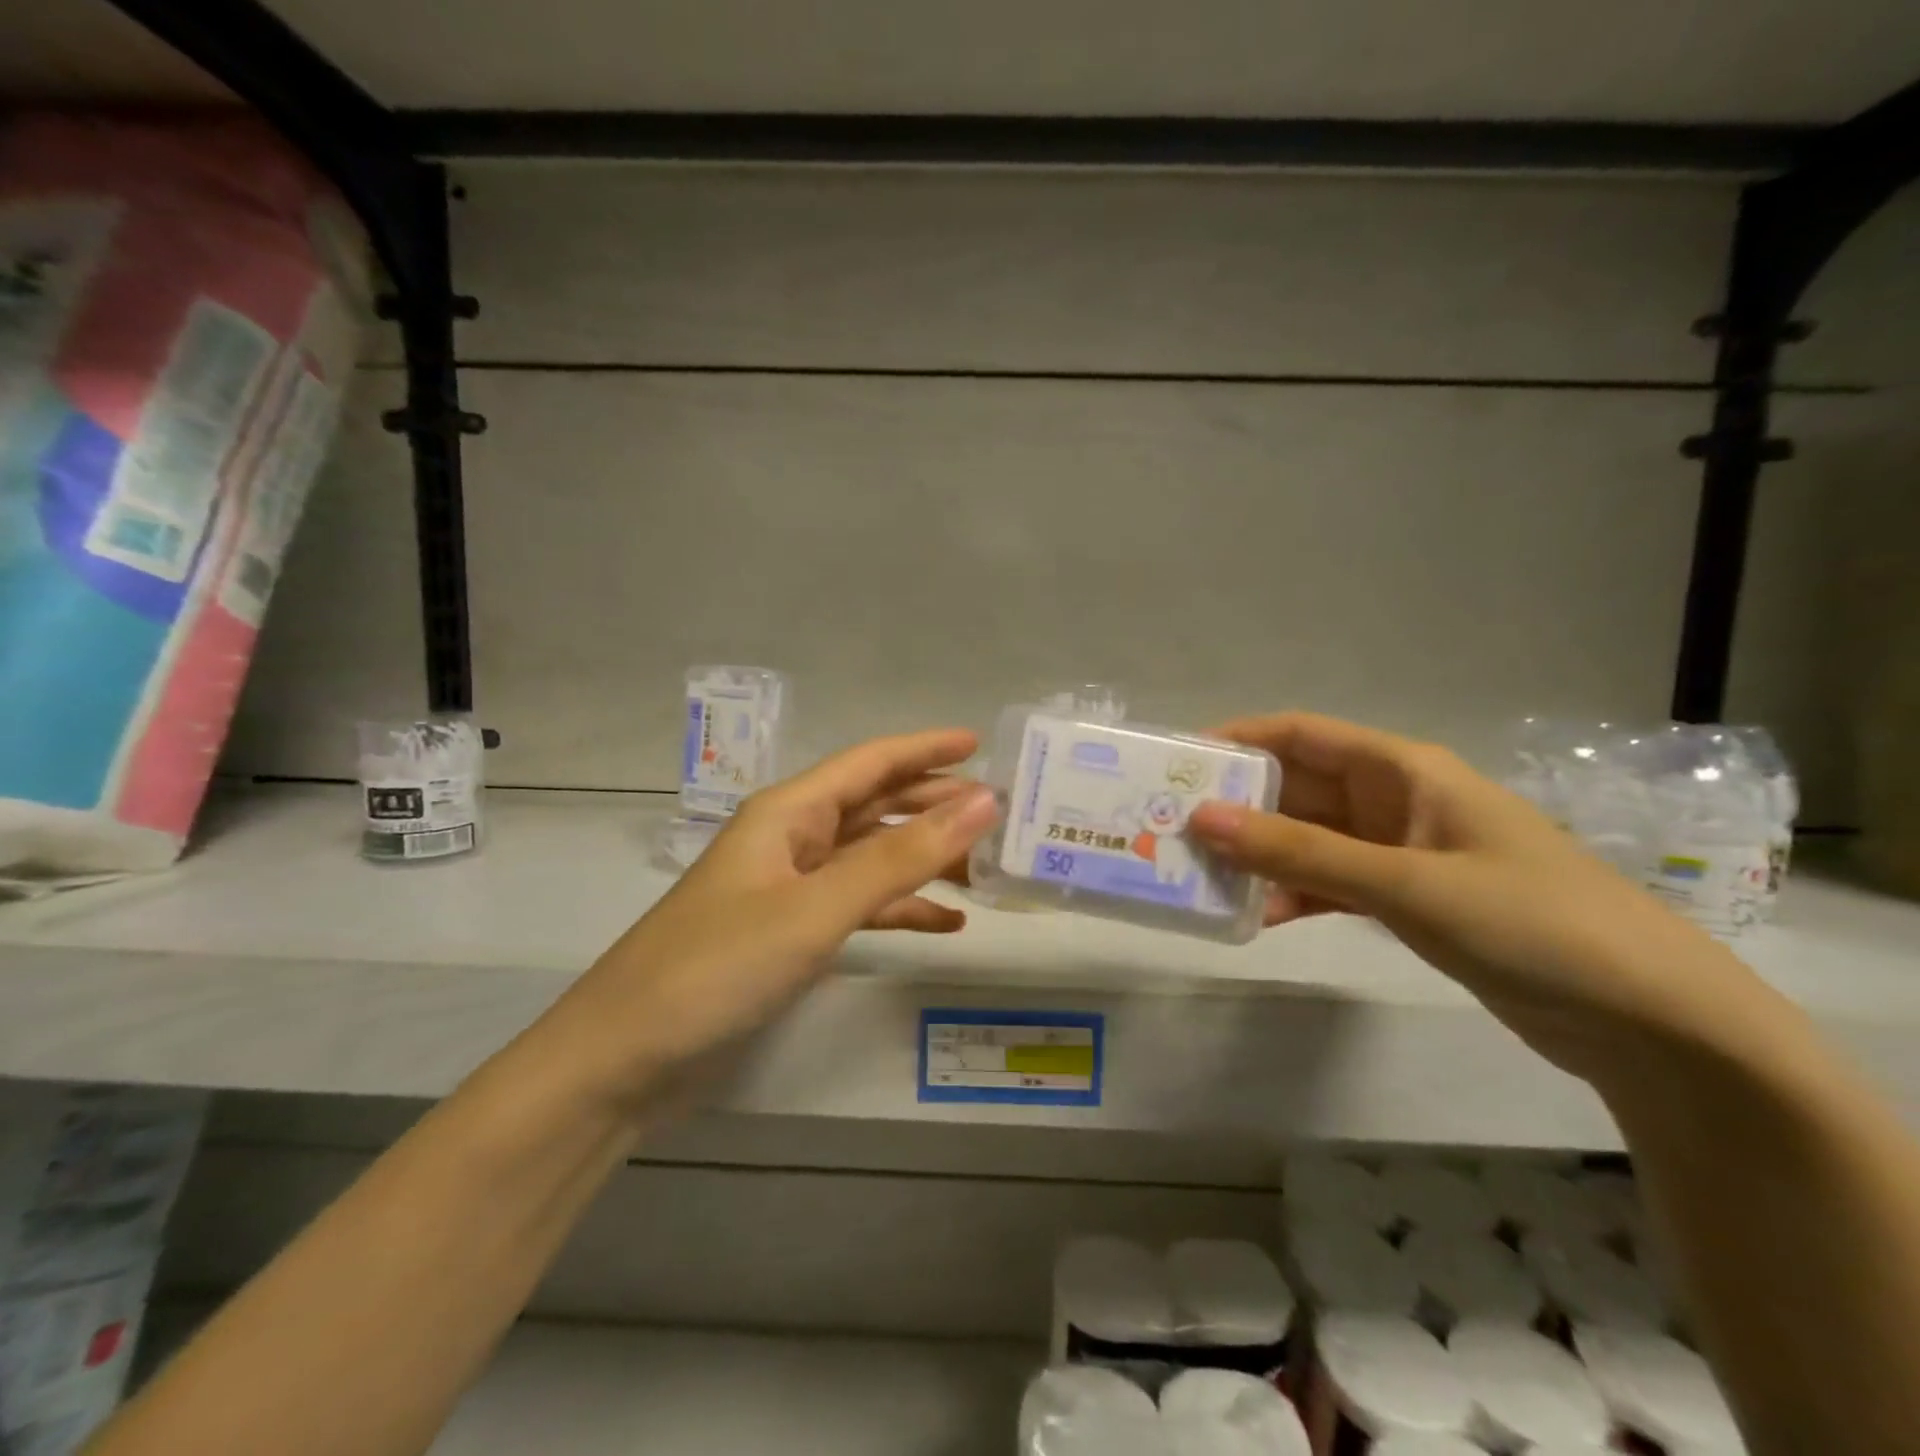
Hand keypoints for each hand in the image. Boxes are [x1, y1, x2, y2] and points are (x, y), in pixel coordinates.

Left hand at [537, 729, 997, 1108]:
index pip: (869, 763)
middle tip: (999, 813)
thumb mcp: (817, 908)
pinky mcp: (789, 935)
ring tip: (985, 867)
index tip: (981, 744)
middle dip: (934, 804)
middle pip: (875, 807)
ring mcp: (790, 889)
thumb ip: (901, 858)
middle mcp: (791, 840)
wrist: (623, 1060)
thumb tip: (982, 802)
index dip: (925, 749)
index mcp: (789, 813)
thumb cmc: (717, 967)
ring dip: (925, 858)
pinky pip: (859, 906)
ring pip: (872, 858)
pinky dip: (902, 909)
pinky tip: (945, 923)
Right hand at [1186, 713, 1757, 1081]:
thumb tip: (1201, 819)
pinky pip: (1331, 883)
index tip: (1175, 766)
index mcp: (1401, 770)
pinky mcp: (1408, 900)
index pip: (1298, 735)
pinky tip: (1258, 918)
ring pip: (1308, 840)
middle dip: (1236, 807)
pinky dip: (1294, 895)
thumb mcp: (1405, 883)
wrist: (1652, 1022)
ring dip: (1259, 857)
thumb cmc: (1532, 924)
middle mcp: (1394, 801)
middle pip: (1296, 788)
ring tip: (1201, 879)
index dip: (1235, 741)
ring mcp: (1401, 852)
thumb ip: (1299, 852)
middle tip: (1168, 832)